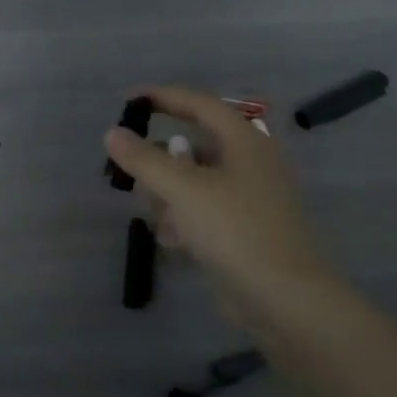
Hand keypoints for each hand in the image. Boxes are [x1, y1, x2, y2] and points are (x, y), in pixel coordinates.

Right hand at [104, 85, 335, 319]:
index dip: (163, 97)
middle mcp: (250, 163)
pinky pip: (202, 212)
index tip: (127, 101)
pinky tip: (177, 243)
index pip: (200, 104)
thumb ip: (143, 159)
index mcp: (245, 142)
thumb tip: (112, 134)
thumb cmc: (235, 230)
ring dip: (169, 198)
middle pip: (192, 147)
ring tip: (162, 220)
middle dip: (161, 165)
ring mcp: (249, 199)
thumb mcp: (182, 189)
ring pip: (193, 183)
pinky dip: (184, 221)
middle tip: (134, 177)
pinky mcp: (244, 230)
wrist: (284, 299)